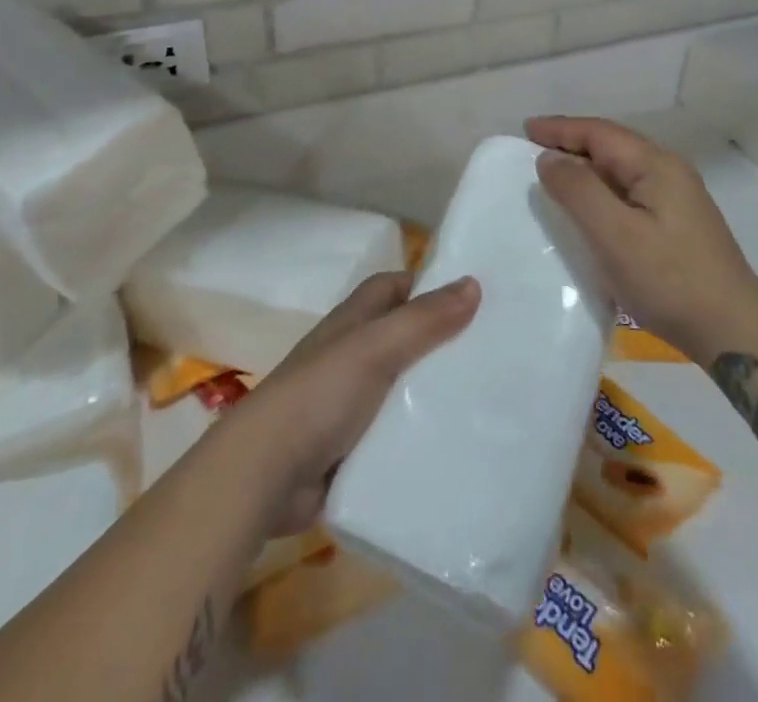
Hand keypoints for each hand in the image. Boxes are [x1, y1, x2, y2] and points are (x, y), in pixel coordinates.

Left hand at [230, 271, 479, 535]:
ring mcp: (350, 405)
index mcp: (352, 323)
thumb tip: (473, 283)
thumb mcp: (375, 347)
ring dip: (434, 392)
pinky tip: (457, 443)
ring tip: (487, 398)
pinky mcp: (353, 449)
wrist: (265, 475)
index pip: (393, 288)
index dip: (427, 285)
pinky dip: (420, 436)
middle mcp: (351, 356)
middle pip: (403, 338)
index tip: (472, 295)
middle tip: (493, 350)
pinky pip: (396, 435)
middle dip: (441, 341)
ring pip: (403, 388)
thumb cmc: (319, 394)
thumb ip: (423, 319)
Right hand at [527, 115, 757, 361]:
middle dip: (571, 143)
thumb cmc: (669, 279)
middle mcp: (668, 171)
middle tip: (532, 151)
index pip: (600, 133)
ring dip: (585, 168)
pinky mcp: (676, 223)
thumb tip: (549, 158)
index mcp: (656, 164)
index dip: (560, 129)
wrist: (732, 330)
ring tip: (552, 176)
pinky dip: (601, 191)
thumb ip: (579, 191)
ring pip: (620, 170)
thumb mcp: (615, 234)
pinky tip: (587, 209)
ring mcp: (676, 197)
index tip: (525, 129)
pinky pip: (629, 192)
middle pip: (611, 146)